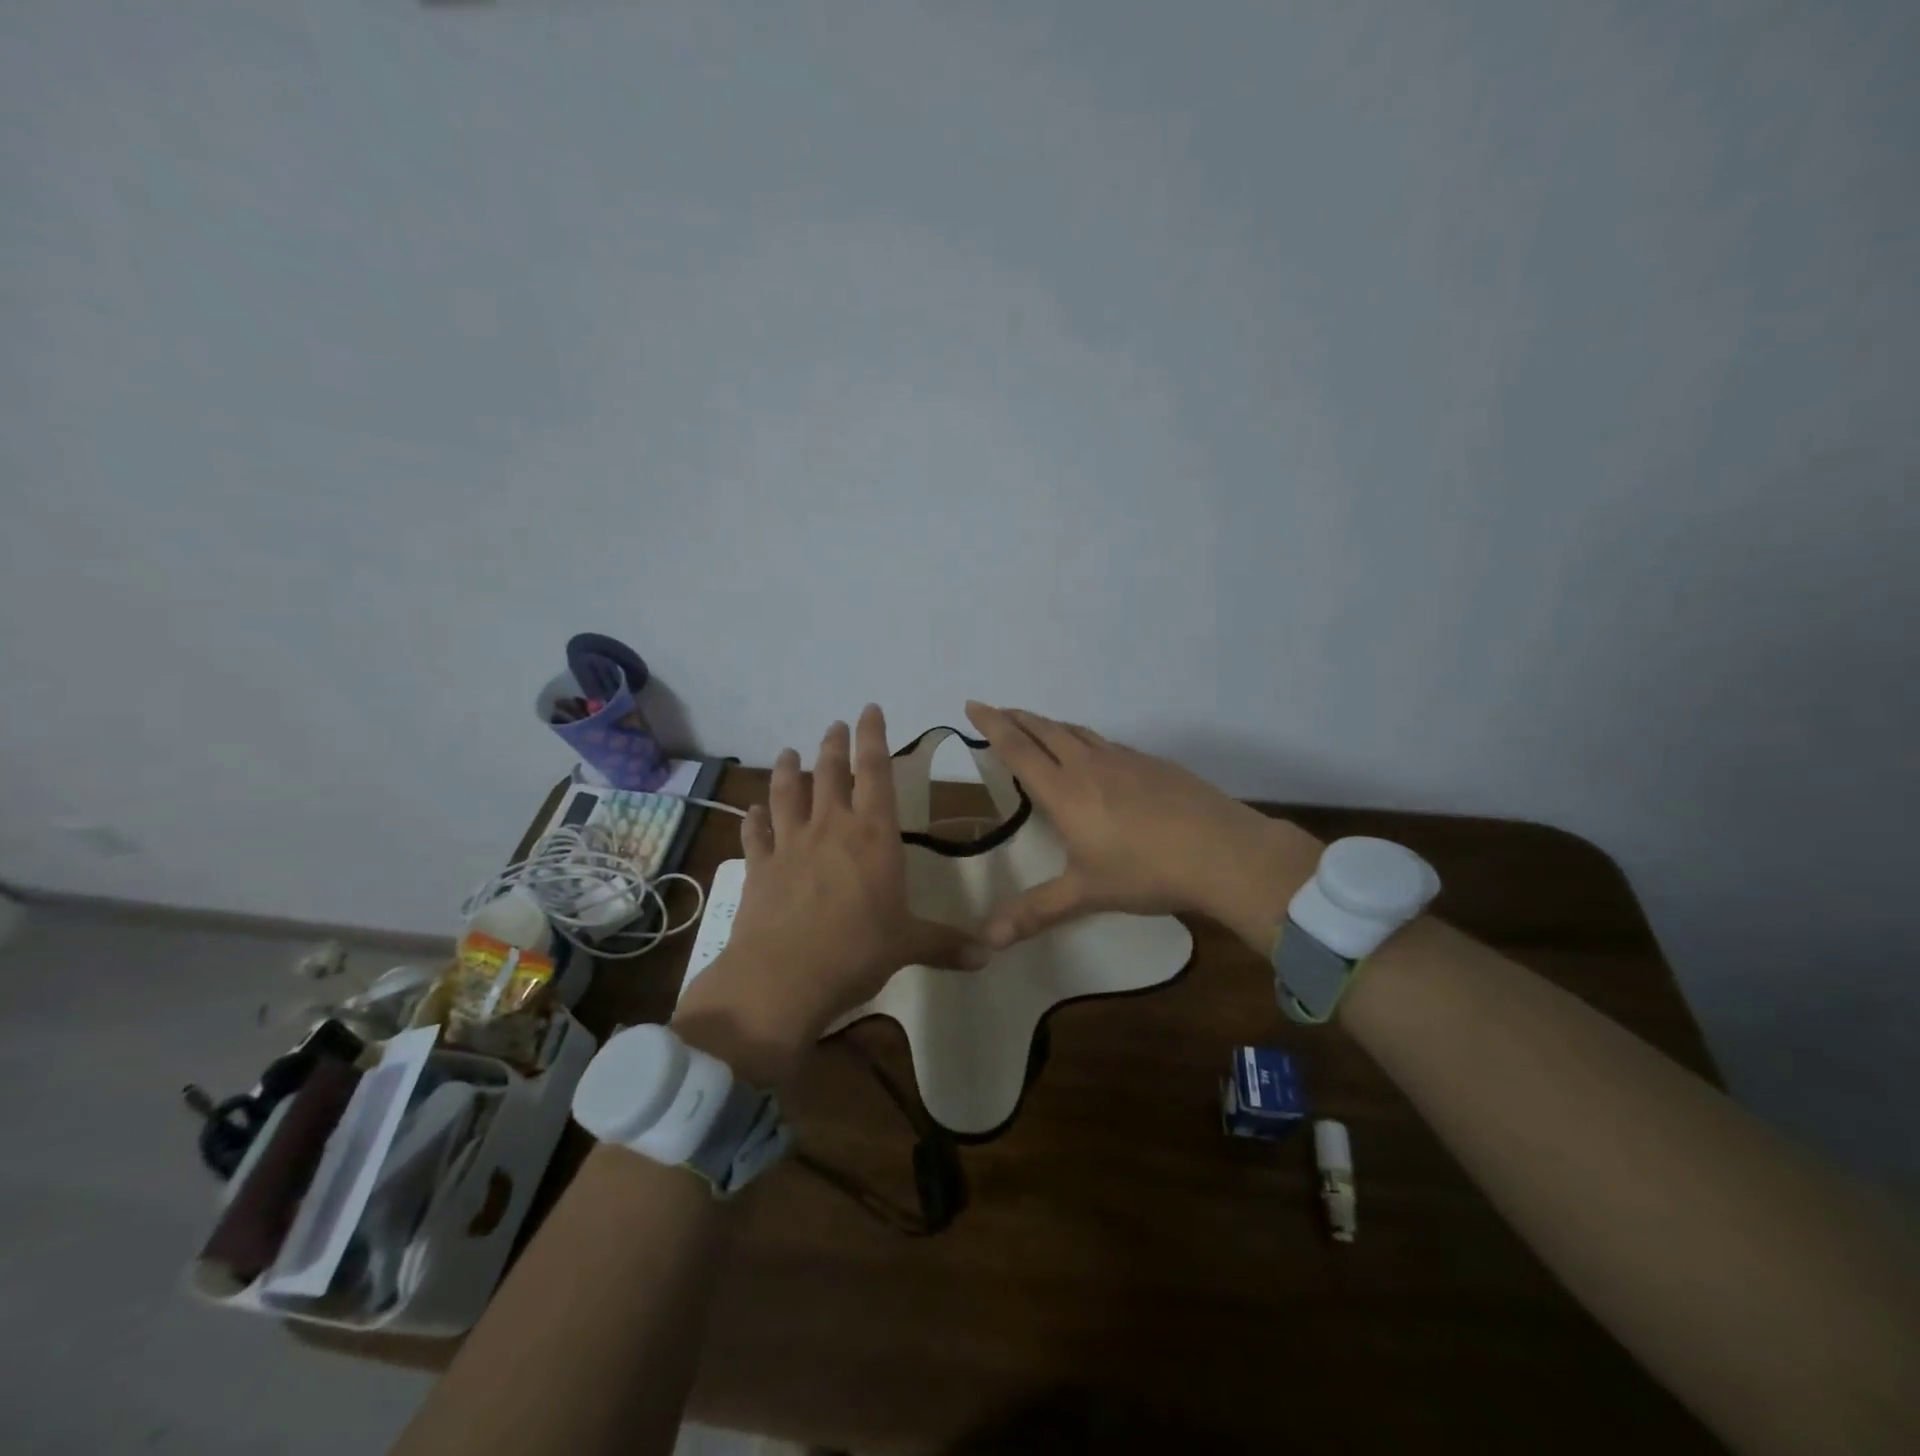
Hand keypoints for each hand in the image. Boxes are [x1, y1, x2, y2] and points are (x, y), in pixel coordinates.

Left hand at [672, 705, 988, 1087]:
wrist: (783, 978)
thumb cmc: (857, 952)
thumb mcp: (908, 945)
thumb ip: (947, 944)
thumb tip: (989, 955)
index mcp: (873, 835)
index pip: (875, 771)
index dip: (873, 736)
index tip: (869, 709)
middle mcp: (830, 827)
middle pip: (829, 772)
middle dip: (834, 745)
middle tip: (835, 726)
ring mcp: (790, 844)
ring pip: (787, 793)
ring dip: (787, 769)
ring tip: (788, 752)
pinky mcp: (759, 867)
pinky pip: (755, 834)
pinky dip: (753, 819)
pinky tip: (751, 811)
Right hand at [963, 701, 1321, 953]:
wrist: (1222, 851)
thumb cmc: (1145, 871)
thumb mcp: (1086, 894)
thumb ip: (1036, 912)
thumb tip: (986, 941)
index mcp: (1065, 790)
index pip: (1019, 748)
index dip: (993, 725)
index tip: (974, 704)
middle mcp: (1090, 765)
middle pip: (1046, 730)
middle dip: (1017, 718)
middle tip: (998, 710)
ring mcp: (1125, 759)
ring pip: (1078, 731)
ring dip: (1051, 725)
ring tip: (1039, 727)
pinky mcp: (1154, 764)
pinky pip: (1107, 743)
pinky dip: (1086, 739)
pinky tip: (1096, 755)